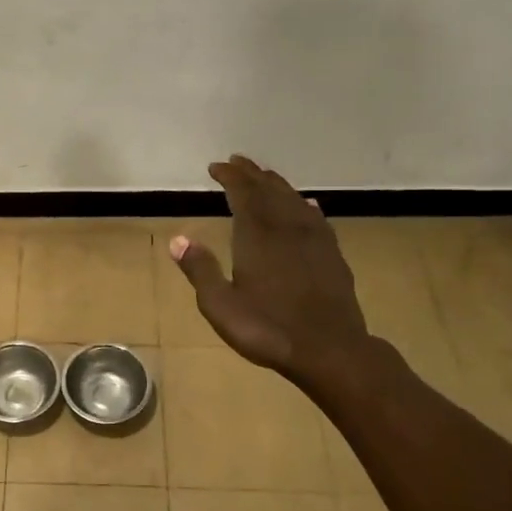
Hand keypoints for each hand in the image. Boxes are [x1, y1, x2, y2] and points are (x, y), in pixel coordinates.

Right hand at [170, 155, 372, 388]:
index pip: (243, 193)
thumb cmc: (268, 329)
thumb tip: (178, 238)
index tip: (216, 167)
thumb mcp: (221, 305)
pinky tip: (307, 205)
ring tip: (265, 176)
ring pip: (294, 200)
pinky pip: (317, 218)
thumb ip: (201, 270)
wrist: (329, 350)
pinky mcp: (333, 254)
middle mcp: (286, 227)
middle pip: (269, 190)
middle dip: (251, 173)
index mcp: (257, 235)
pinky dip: (305, 206)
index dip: (230, 177)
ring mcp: (314, 239)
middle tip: (237, 161)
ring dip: (277, 184)